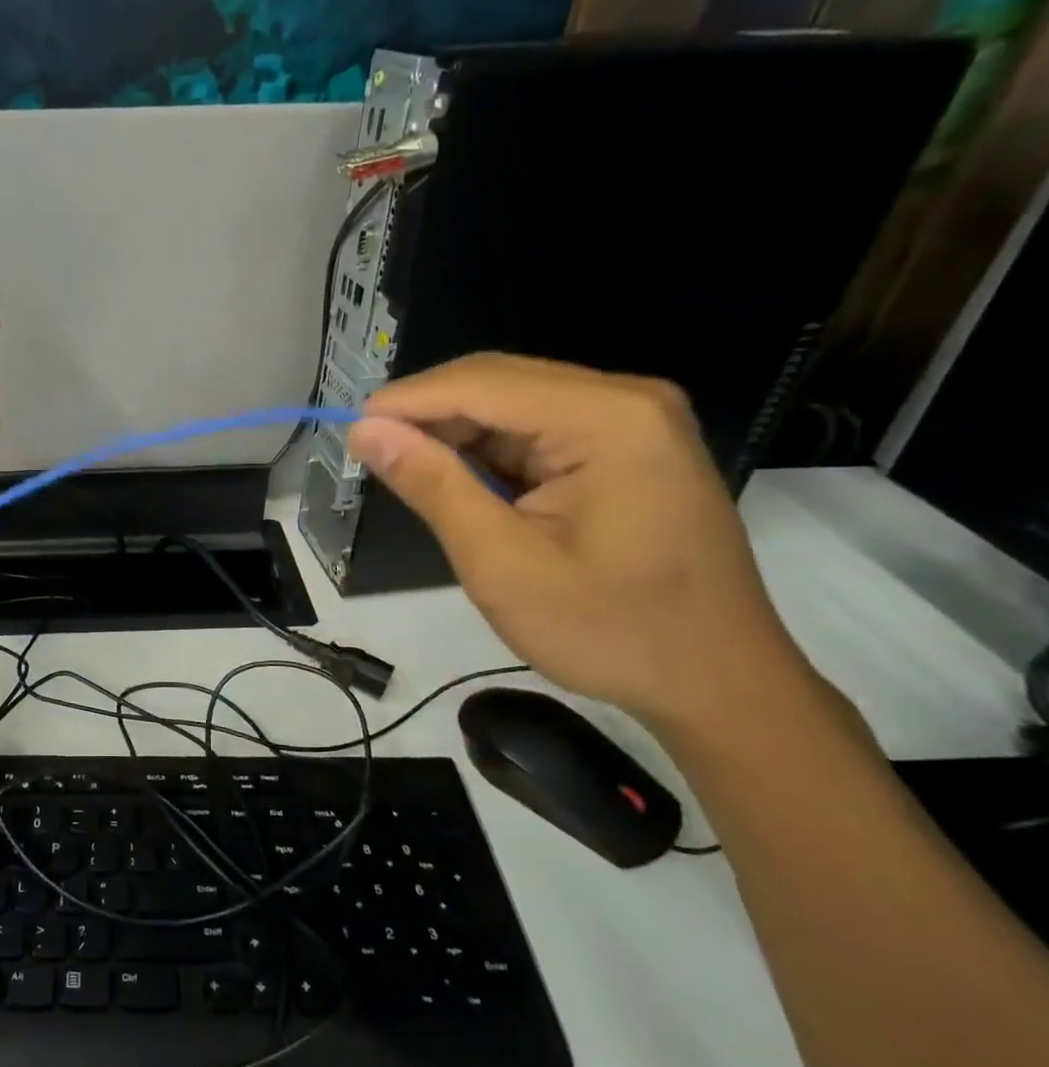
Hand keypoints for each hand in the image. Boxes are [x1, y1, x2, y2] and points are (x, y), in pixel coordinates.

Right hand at [347, 354, 815, 733]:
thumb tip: (365, 430)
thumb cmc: (611, 631)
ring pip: (513, 403)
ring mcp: (633, 421)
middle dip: (428, 414)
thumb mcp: (502, 563)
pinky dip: (490, 451)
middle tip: (371, 455)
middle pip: (498, 382)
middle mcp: (626, 400)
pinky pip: (538, 428)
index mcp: (607, 419)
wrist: (719, 684)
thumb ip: (432, 486)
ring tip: (407, 472)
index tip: (347, 431)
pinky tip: (463, 482)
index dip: (405, 401)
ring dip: (456, 434)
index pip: (481, 383)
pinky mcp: (629, 446)